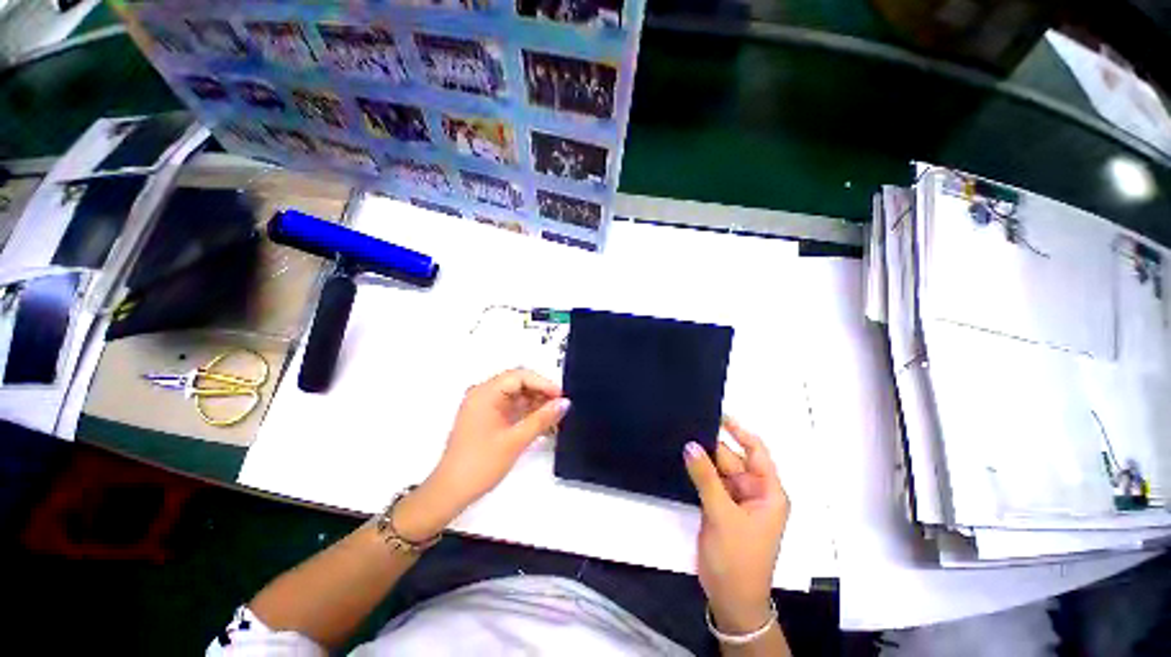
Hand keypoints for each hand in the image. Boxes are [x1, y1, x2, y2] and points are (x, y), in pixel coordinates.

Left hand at [395, 369, 568, 539]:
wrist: (451, 493)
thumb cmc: (481, 464)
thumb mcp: (516, 440)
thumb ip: (542, 418)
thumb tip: (565, 403)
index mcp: (485, 393)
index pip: (520, 376)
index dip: (543, 383)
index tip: (562, 396)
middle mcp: (484, 394)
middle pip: (518, 383)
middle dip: (541, 393)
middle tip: (562, 406)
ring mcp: (485, 407)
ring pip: (517, 396)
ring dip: (536, 404)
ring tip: (556, 416)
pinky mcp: (488, 418)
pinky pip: (512, 408)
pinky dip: (528, 414)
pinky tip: (544, 424)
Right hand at [684, 416, 788, 633]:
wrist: (730, 599)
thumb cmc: (738, 558)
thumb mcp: (722, 515)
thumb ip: (705, 477)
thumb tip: (690, 445)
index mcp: (768, 492)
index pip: (756, 452)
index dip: (739, 431)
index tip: (718, 415)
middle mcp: (754, 492)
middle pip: (733, 458)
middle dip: (712, 445)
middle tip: (686, 426)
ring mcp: (736, 500)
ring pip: (719, 469)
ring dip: (703, 458)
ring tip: (680, 438)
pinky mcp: (721, 507)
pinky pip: (710, 482)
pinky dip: (698, 472)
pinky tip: (683, 460)